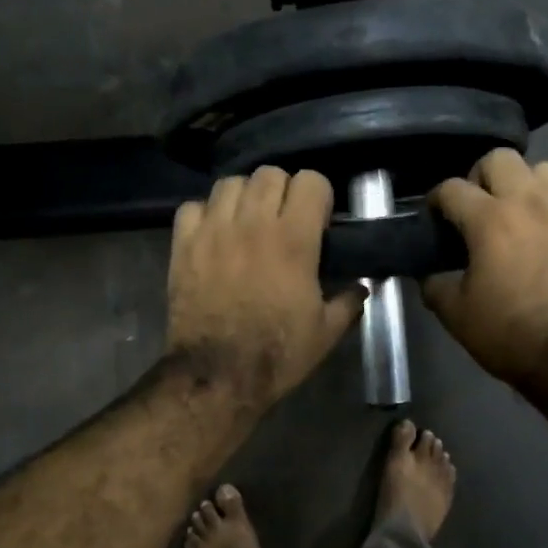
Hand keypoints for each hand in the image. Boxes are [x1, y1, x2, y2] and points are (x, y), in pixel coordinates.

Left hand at [166, 168, 364, 408]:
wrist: (218, 374)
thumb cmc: (278, 353)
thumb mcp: (326, 332)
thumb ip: (349, 302)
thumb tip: (363, 287)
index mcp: (294, 239)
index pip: (311, 181)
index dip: (319, 197)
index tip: (318, 221)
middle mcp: (253, 223)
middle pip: (270, 173)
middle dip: (283, 191)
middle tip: (284, 219)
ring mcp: (214, 231)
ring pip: (230, 182)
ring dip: (244, 196)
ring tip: (248, 221)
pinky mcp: (183, 245)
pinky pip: (192, 206)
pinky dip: (205, 214)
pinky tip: (214, 234)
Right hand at [423, 150, 547, 385]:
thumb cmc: (510, 334)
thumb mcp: (456, 315)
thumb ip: (434, 286)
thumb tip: (428, 274)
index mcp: (489, 219)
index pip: (452, 188)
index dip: (436, 200)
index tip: (435, 216)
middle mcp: (529, 200)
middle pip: (499, 158)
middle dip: (480, 177)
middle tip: (477, 207)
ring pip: (543, 168)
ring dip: (524, 184)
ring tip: (520, 211)